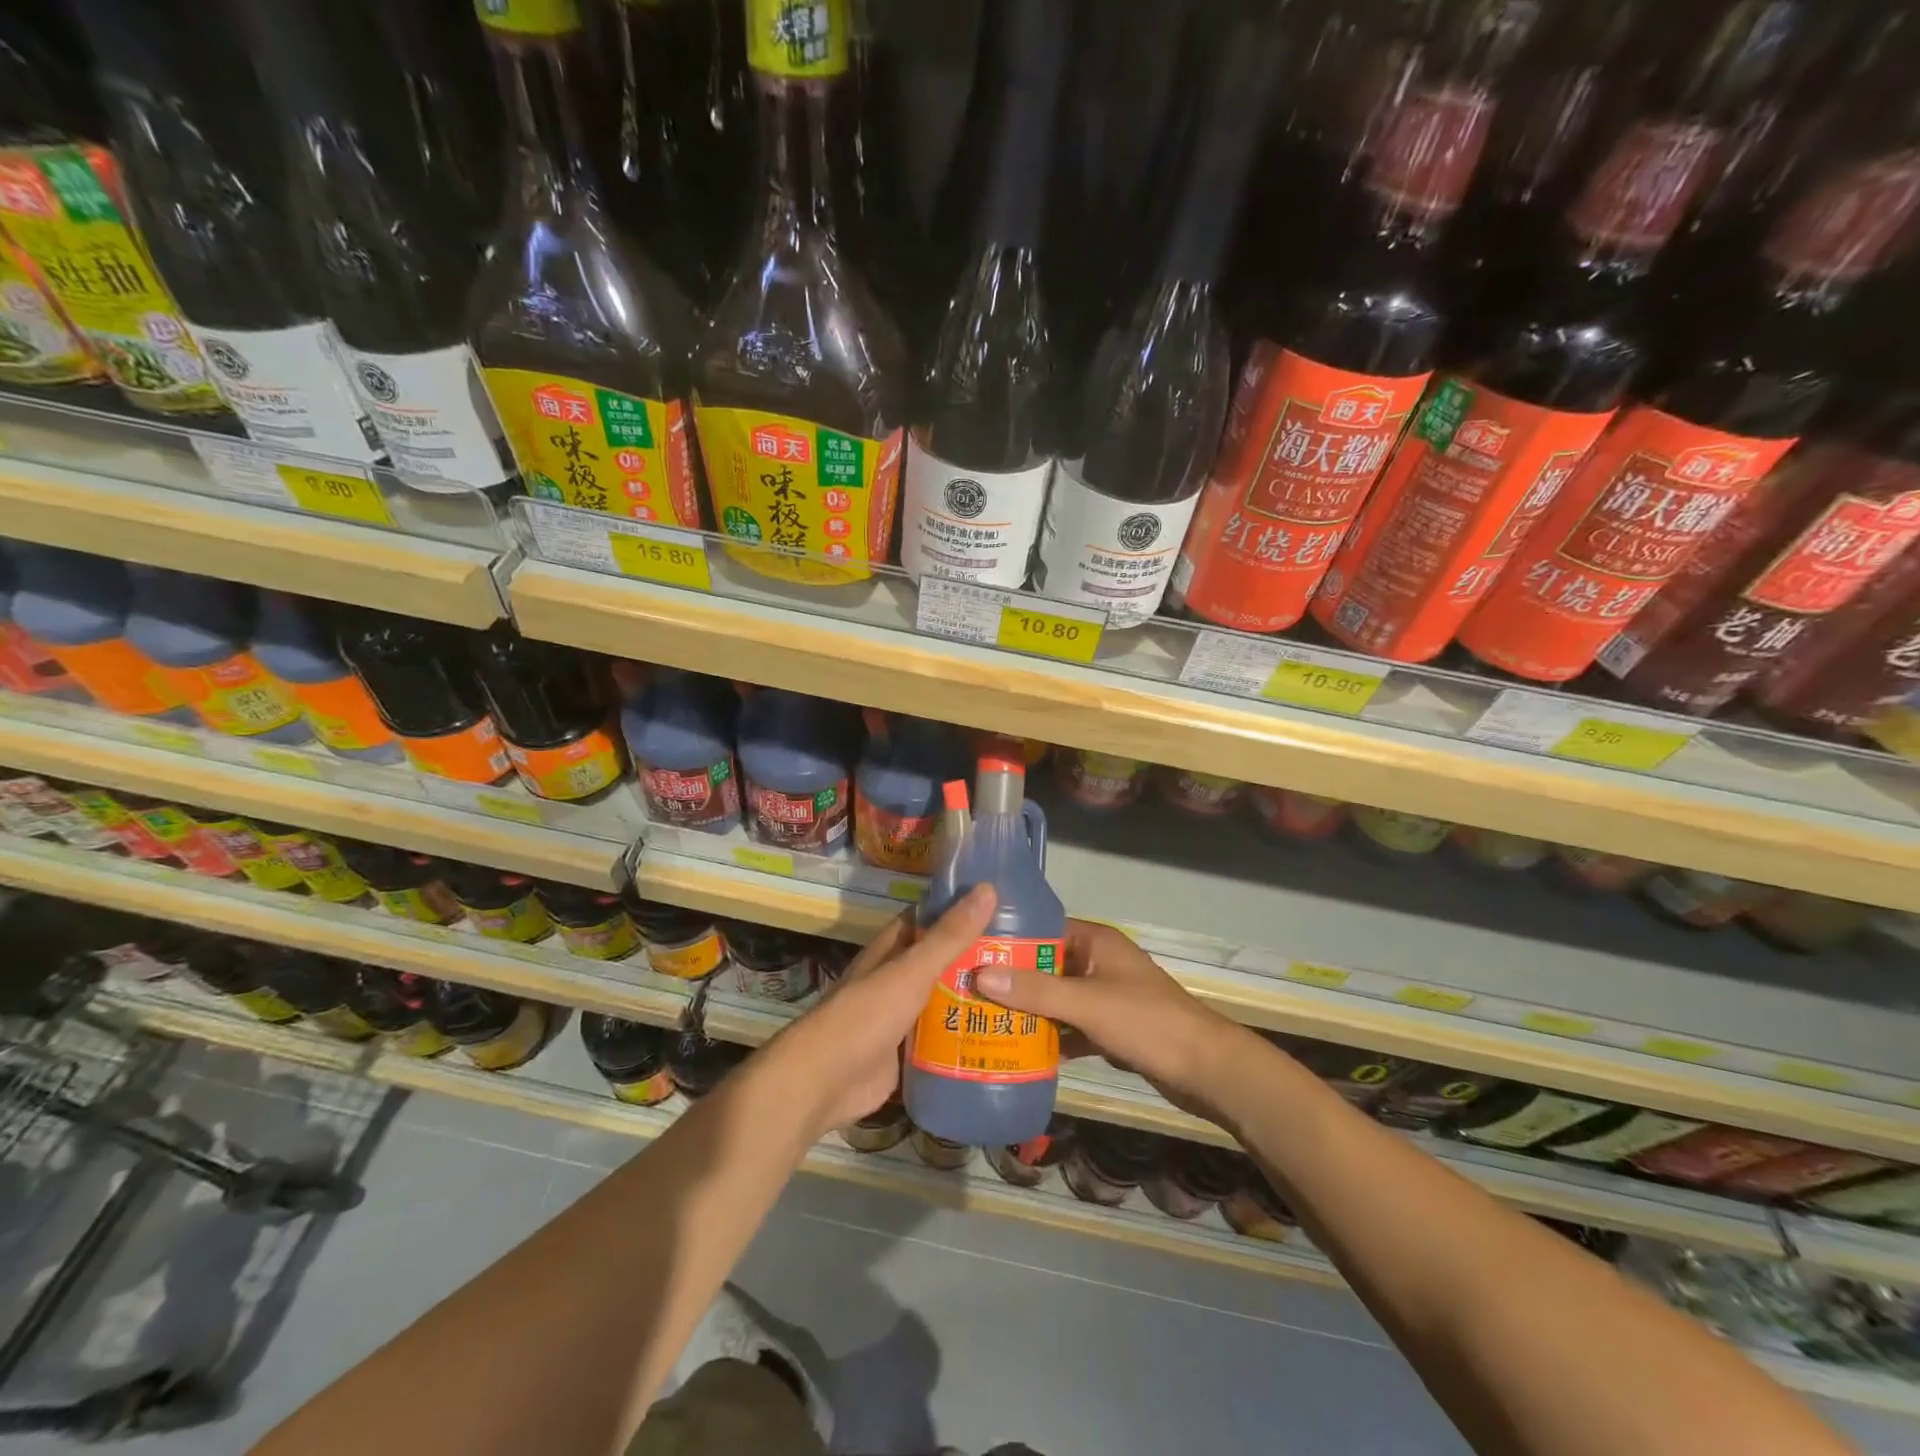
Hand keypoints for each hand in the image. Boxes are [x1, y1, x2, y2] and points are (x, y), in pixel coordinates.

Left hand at [771, 884, 997, 1137]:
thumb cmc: (865, 1016)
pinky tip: (999, 1038)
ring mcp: (899, 1019)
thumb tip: (987, 889)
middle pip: (939, 963)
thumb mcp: (911, 971)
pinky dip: (963, 1038)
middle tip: (1025, 955)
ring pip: (942, 1002)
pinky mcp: (905, 1055)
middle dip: (975, 958)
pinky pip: (940, 1041)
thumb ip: (949, 936)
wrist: (825, 1083)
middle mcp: (894, 980)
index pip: (927, 919)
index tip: (1001, 905)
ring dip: (972, 999)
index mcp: (890, 951)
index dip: (959, 909)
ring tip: (1021, 995)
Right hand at [974, 919, 1252, 1121]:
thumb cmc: (1147, 1023)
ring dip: (1030, 1011)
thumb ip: (1035, 991)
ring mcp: (1107, 997)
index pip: (1043, 930)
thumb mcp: (1087, 1003)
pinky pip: (1072, 1027)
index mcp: (1096, 942)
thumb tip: (980, 975)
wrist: (1207, 1071)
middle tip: (969, 993)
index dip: (1009, 941)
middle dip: (1012, 980)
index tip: (970, 954)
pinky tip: (1021, 1052)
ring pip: (1058, 999)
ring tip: (985, 1021)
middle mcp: (1099, 962)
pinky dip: (1052, 1037)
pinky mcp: (1112, 1028)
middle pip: (1047, 966)